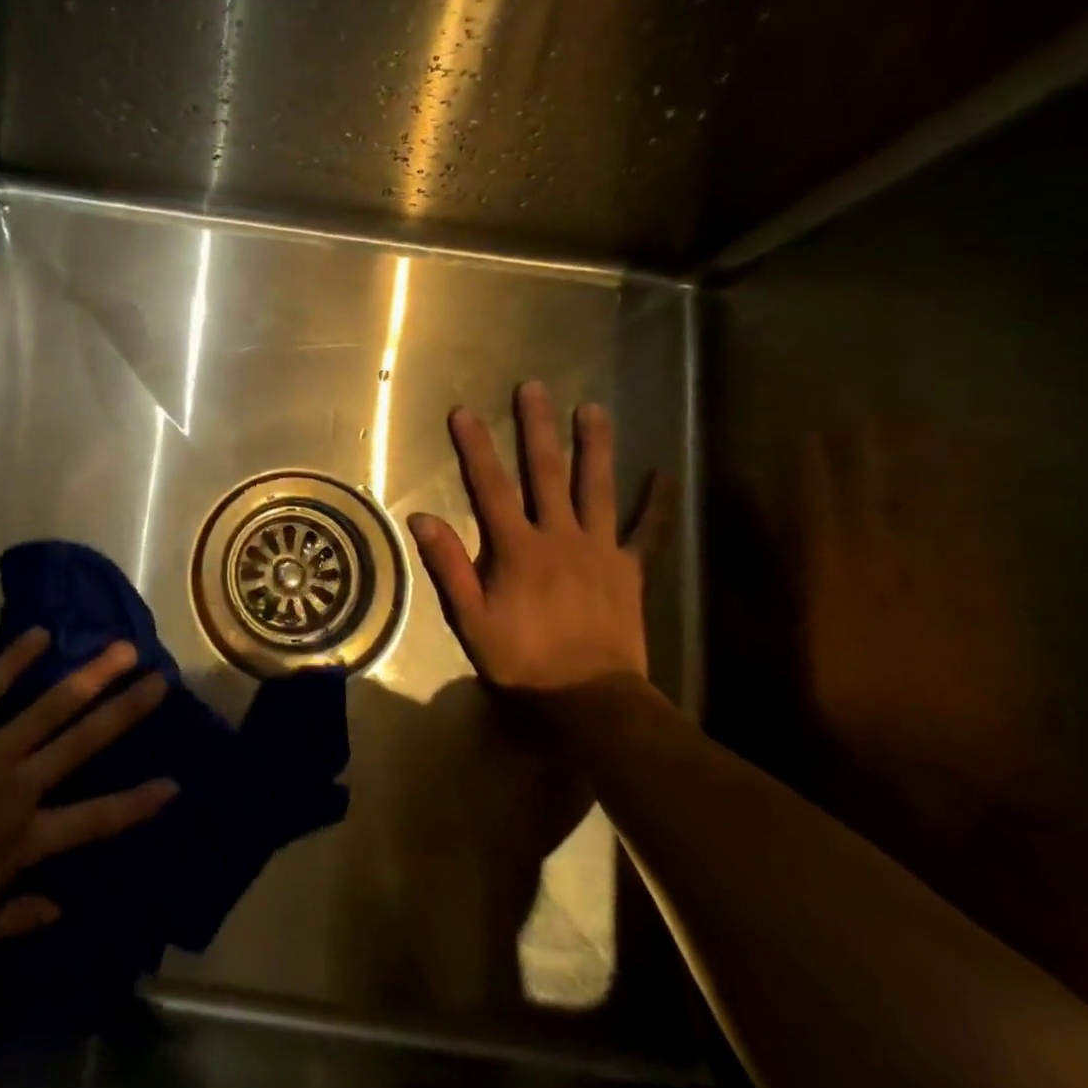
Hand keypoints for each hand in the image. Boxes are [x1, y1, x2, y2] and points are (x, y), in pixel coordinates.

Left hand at [0, 629, 175, 957]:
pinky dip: (15, 660)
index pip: (94, 820)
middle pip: (83, 744)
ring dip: (90, 676)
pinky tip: (41, 633)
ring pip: (51, 707)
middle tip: (160, 681)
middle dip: (125, 713)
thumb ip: (16, 917)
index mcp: (26, 838)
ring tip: (122, 649)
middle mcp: (21, 785)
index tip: (173, 783)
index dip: (136, 804)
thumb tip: (60, 910)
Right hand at [408, 382, 668, 695]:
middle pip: (547, 473)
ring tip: (593, 408)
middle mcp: (560, 536)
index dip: (476, 447)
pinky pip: (646, 531)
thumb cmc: (523, 660)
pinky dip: (657, 503)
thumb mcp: (471, 619)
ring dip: (594, 446)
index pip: (491, 487)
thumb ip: (448, 566)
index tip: (463, 412)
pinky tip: (665, 473)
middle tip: (534, 388)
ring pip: (597, 488)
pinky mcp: (628, 569)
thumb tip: (421, 517)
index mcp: (517, 548)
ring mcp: (600, 550)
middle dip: (537, 428)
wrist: (592, 699)